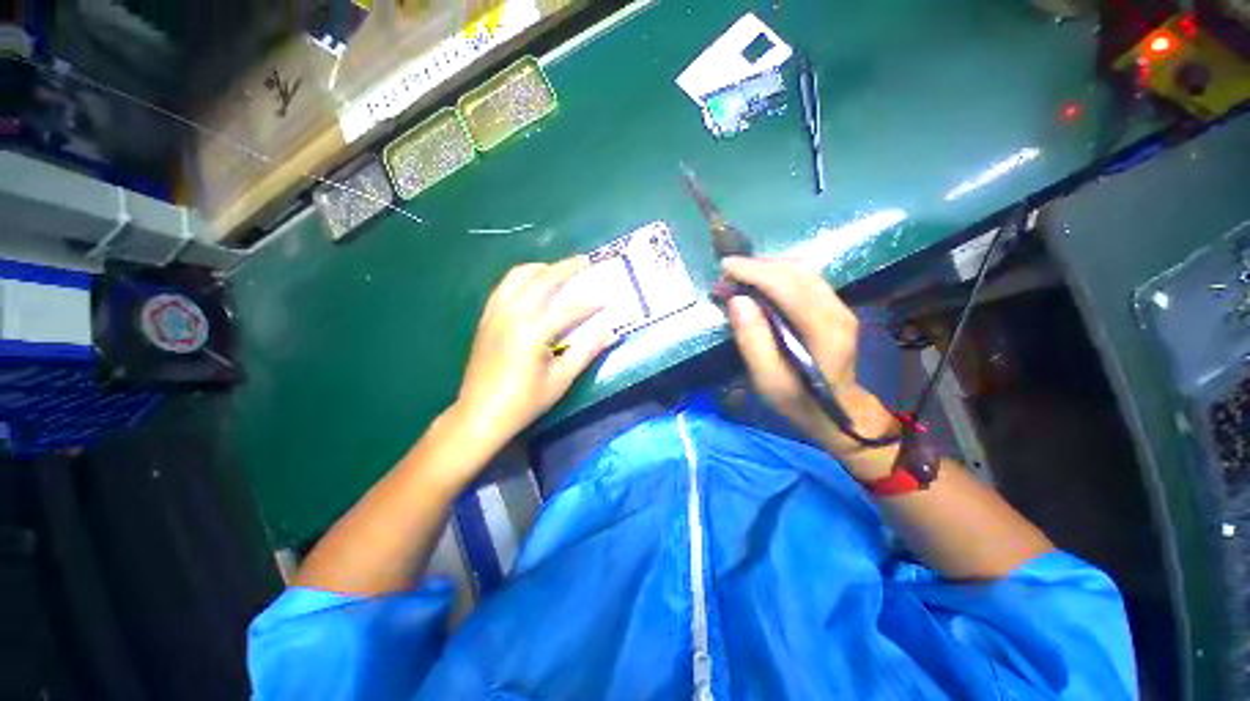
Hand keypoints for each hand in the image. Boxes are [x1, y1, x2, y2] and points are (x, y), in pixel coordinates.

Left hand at [448, 256, 615, 453]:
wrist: (479, 414)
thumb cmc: (523, 402)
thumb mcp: (560, 380)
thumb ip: (585, 352)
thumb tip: (610, 332)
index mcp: (532, 331)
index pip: (569, 308)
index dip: (591, 300)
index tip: (609, 291)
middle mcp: (512, 313)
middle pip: (542, 280)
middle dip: (566, 268)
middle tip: (585, 261)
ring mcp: (495, 313)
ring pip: (518, 276)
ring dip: (541, 268)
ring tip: (558, 269)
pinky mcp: (486, 318)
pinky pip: (504, 287)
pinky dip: (521, 278)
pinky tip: (532, 285)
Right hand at [722, 257, 896, 467]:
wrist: (838, 411)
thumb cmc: (799, 400)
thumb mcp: (767, 379)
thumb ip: (752, 341)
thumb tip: (737, 300)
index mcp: (824, 332)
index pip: (789, 287)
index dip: (755, 272)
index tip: (725, 268)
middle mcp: (837, 311)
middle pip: (797, 272)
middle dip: (758, 266)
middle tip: (727, 274)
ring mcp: (840, 306)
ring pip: (803, 270)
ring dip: (767, 267)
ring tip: (739, 275)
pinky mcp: (835, 306)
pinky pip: (805, 278)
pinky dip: (778, 274)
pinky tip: (760, 281)